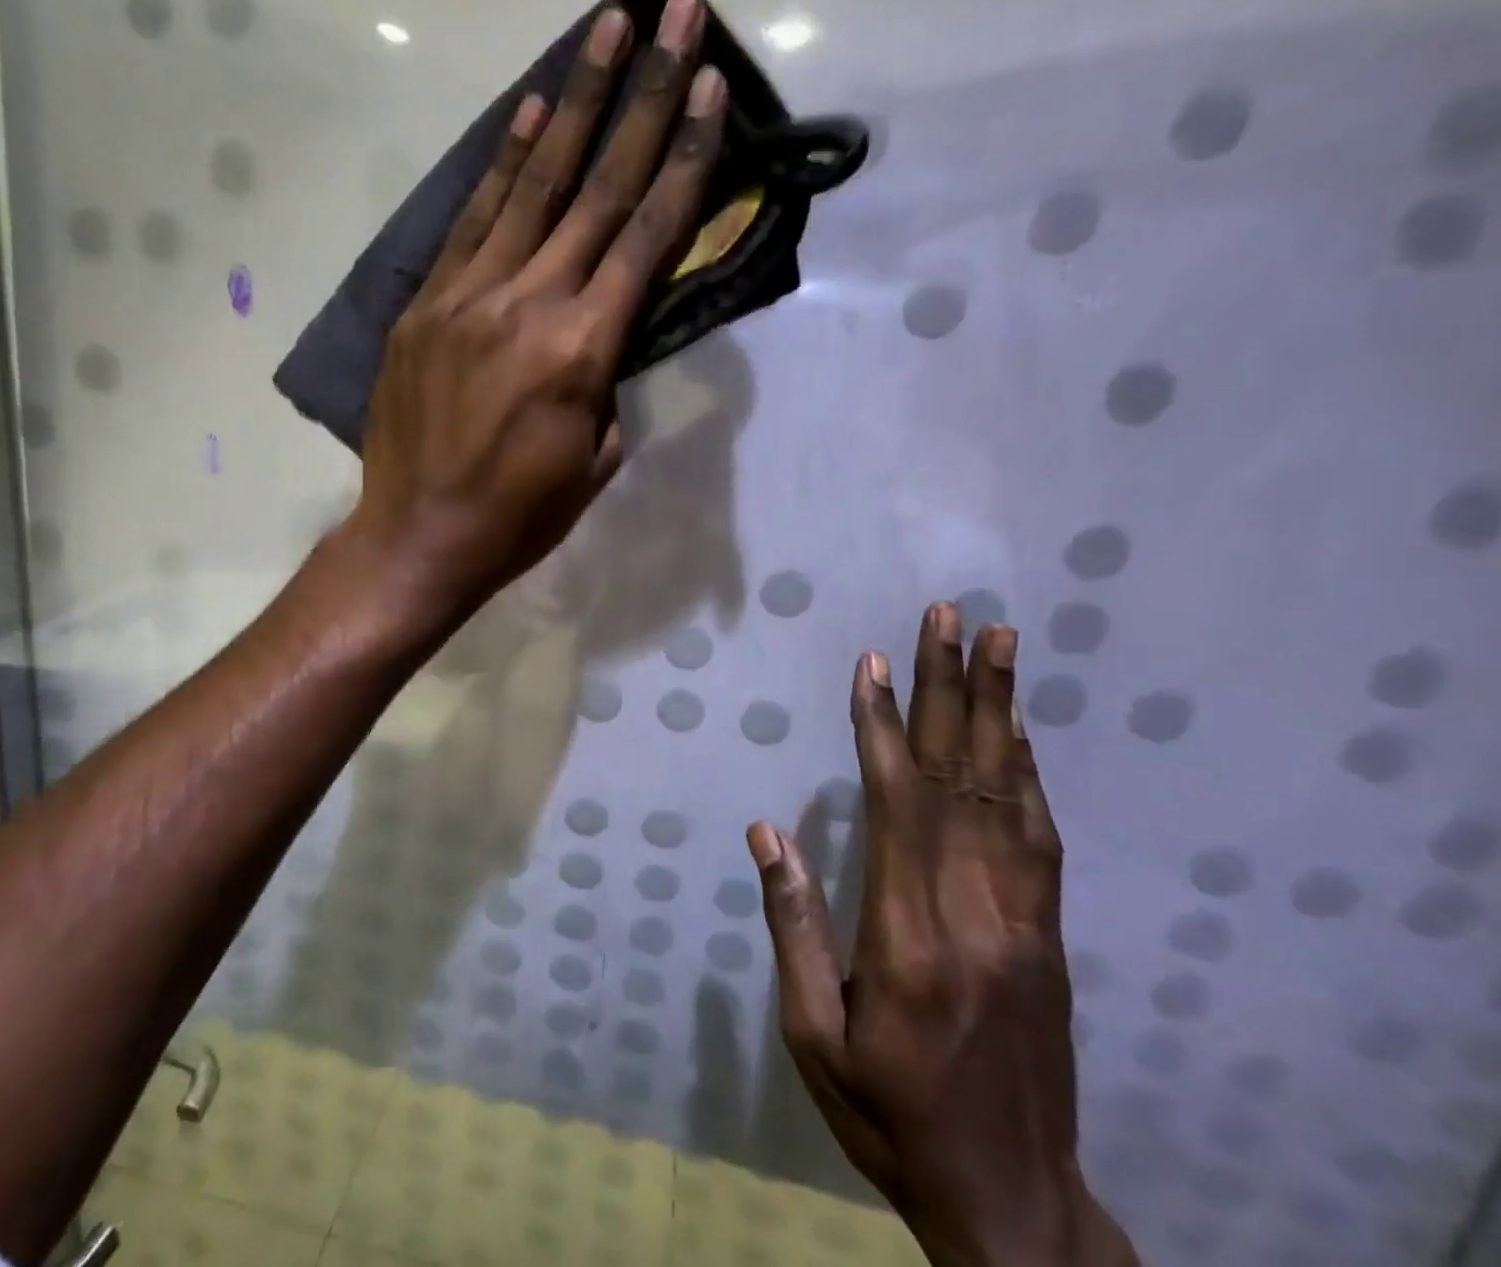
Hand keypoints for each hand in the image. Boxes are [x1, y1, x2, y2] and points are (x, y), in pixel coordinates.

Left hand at [345, 0, 726, 625]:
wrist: (418, 537)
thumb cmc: (520, 517)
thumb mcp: (595, 460)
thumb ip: (609, 382)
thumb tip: (609, 329)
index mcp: (581, 351)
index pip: (646, 238)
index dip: (685, 161)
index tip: (712, 90)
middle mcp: (527, 304)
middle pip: (597, 190)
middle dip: (644, 99)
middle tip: (675, 14)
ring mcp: (467, 296)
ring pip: (531, 186)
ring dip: (574, 104)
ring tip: (607, 33)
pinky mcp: (425, 304)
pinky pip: (471, 222)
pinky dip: (503, 165)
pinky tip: (530, 114)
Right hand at [746, 605, 1137, 1266]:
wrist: (1015, 1202)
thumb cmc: (890, 1113)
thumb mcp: (814, 1036)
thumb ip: (795, 926)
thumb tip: (769, 831)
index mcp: (910, 935)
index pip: (897, 802)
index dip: (882, 724)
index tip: (875, 661)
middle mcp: (975, 911)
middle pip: (960, 776)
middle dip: (951, 687)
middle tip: (953, 616)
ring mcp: (1024, 920)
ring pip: (1009, 792)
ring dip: (998, 710)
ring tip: (999, 643)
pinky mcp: (1049, 934)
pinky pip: (1038, 834)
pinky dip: (1025, 769)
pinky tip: (1016, 731)